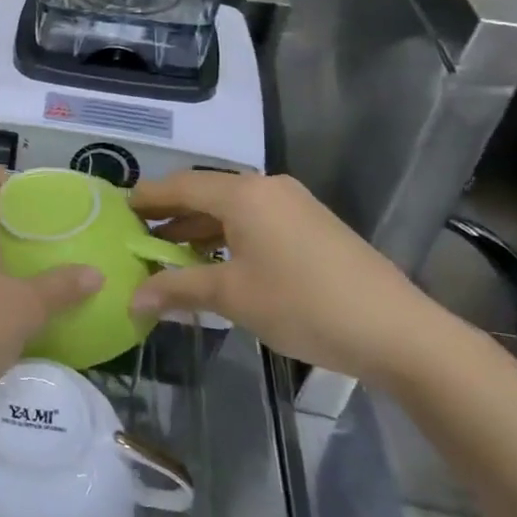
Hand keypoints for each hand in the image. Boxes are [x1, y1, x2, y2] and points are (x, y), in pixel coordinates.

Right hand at [129, 172, 446, 384]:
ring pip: (232, 209)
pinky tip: (215, 263)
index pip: (181, 185)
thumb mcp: (233, 297)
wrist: (398, 331)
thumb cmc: (303, 305)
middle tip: (137, 235)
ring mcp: (294, 205)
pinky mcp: (312, 226)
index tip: (118, 209)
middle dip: (171, 215)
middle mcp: (267, 187)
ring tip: (169, 254)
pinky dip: (228, 237)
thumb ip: (178, 289)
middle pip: (206, 194)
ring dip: (199, 230)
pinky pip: (255, 221)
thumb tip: (133, 299)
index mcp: (244, 193)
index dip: (147, 197)